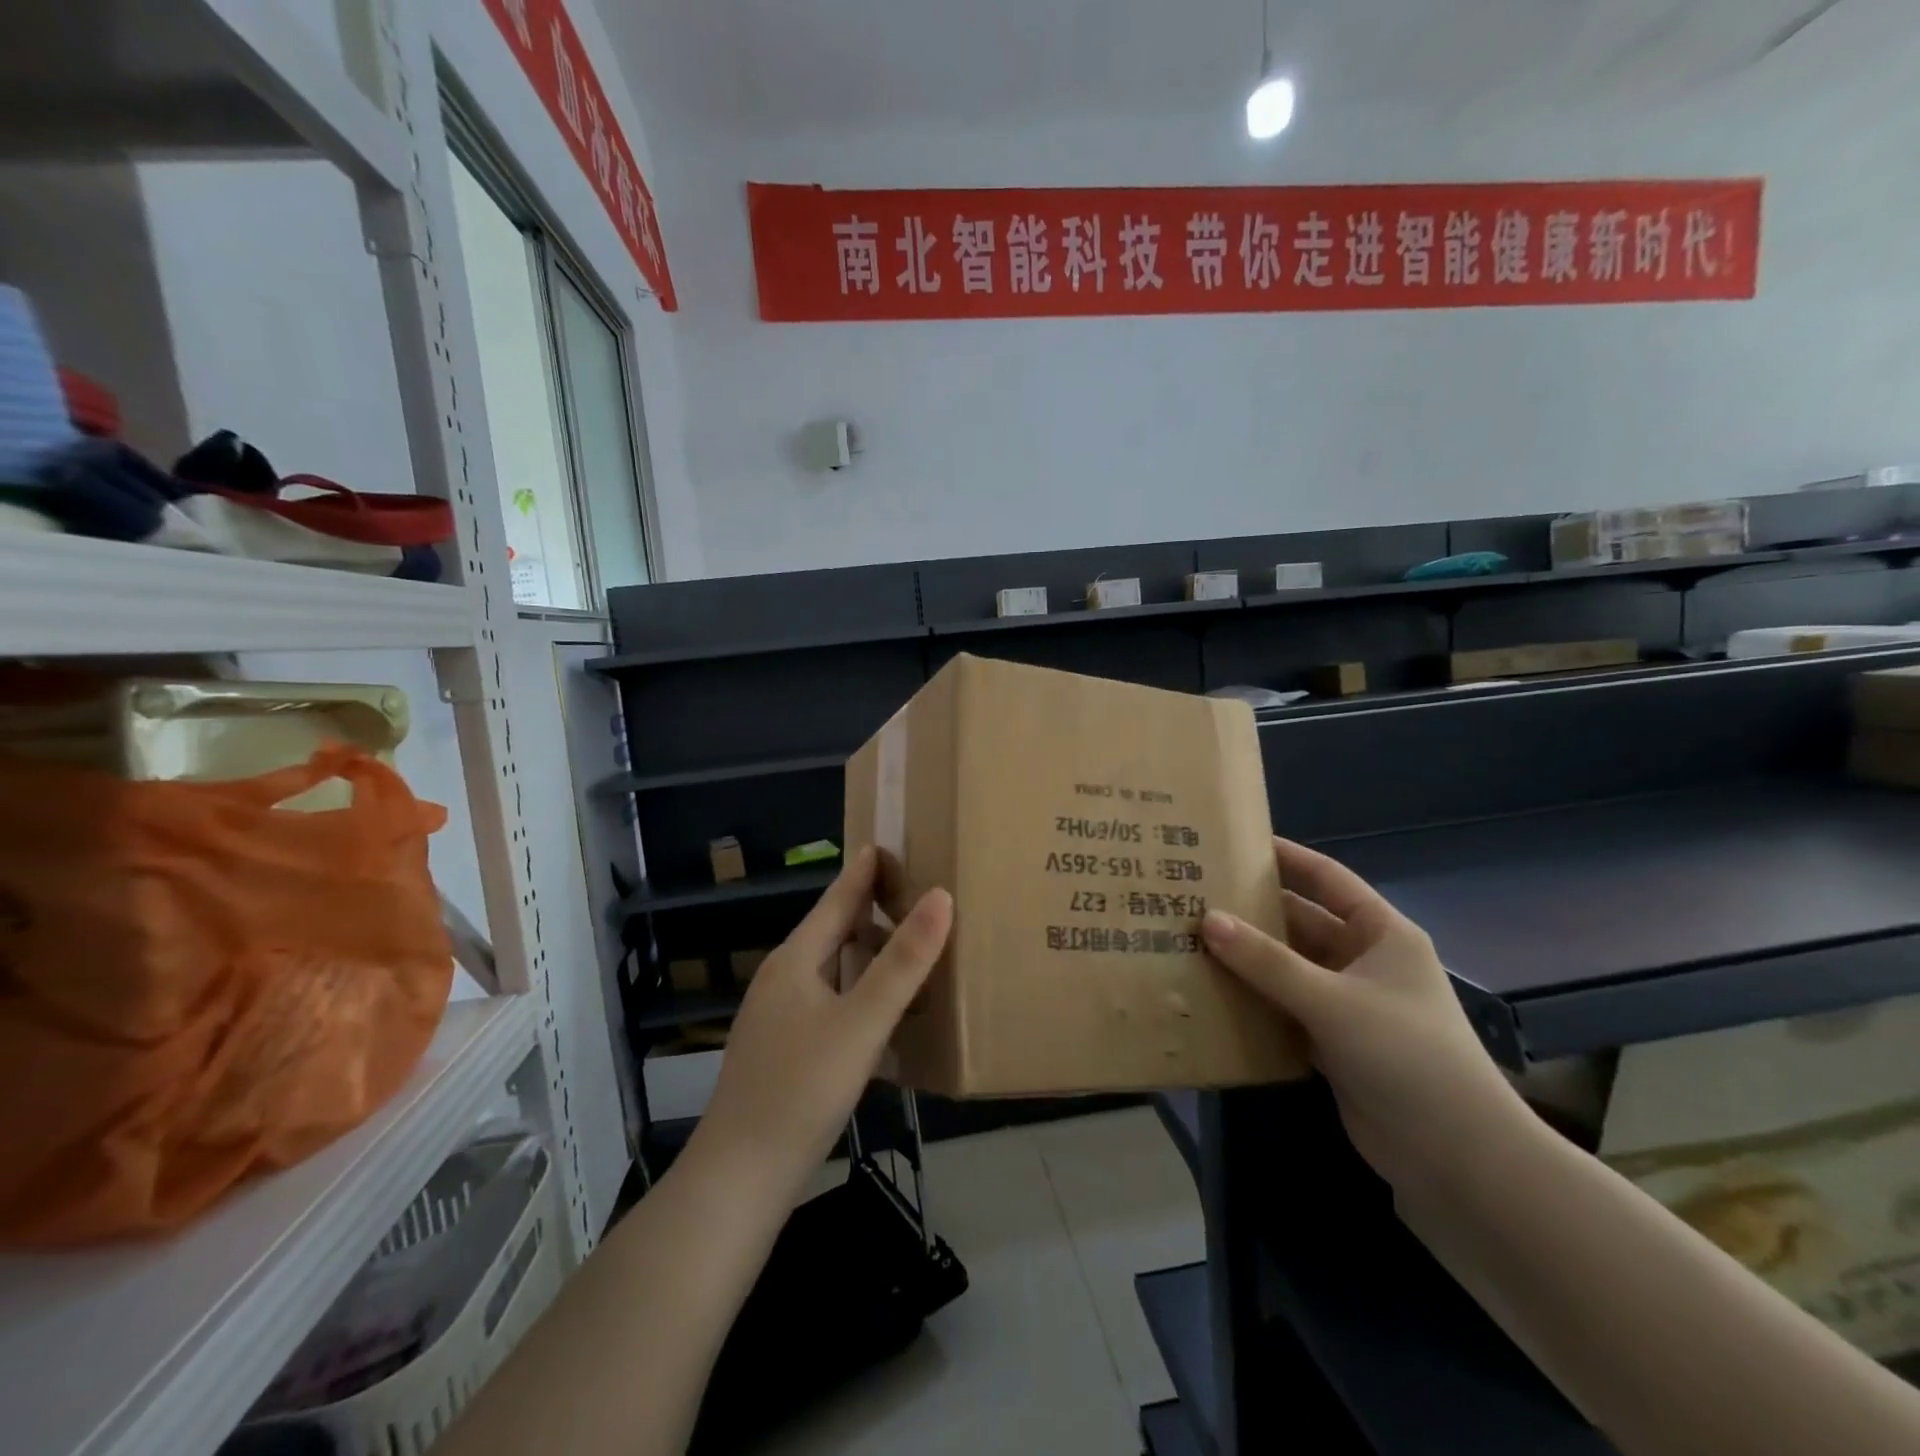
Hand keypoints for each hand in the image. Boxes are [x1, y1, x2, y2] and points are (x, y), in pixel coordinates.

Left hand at [694, 848, 952, 1200]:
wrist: (740, 1178)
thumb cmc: (802, 1089)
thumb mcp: (862, 1022)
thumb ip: (904, 962)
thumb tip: (941, 896)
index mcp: (795, 961)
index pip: (836, 900)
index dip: (864, 872)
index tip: (887, 843)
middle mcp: (783, 979)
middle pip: (833, 932)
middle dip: (871, 911)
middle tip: (917, 896)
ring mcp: (778, 1017)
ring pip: (832, 971)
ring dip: (868, 956)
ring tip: (909, 952)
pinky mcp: (782, 1050)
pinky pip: (829, 1003)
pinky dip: (859, 993)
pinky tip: (881, 1014)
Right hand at [1201, 838, 1522, 1193]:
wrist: (1457, 1158)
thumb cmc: (1406, 1055)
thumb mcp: (1333, 1001)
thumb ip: (1268, 962)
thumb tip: (1207, 919)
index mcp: (1380, 933)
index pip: (1327, 879)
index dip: (1286, 857)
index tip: (1235, 842)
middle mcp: (1363, 960)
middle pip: (1300, 923)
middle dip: (1253, 912)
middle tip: (1195, 895)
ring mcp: (1347, 1003)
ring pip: (1287, 967)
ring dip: (1247, 959)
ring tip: (1190, 939)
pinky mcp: (1332, 1041)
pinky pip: (1284, 1007)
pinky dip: (1254, 1000)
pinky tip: (1211, 991)